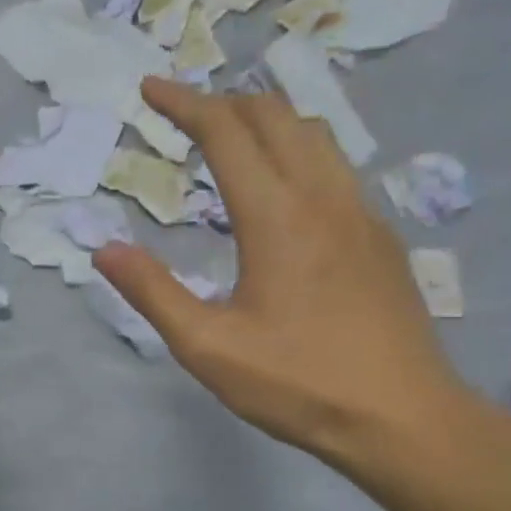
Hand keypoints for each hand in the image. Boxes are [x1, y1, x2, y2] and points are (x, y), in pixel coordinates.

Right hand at [94, 78, 464, 460]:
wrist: (407, 422)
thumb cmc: (300, 385)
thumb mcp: (208, 347)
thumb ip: (152, 293)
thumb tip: (104, 249)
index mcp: (277, 216)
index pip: (226, 132)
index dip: (184, 103)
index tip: (150, 88)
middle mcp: (323, 197)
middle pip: (275, 116)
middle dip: (223, 102)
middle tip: (182, 113)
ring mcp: (362, 213)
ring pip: (314, 134)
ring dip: (266, 121)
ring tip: (229, 138)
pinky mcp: (381, 237)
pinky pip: (336, 166)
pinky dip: (297, 150)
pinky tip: (282, 189)